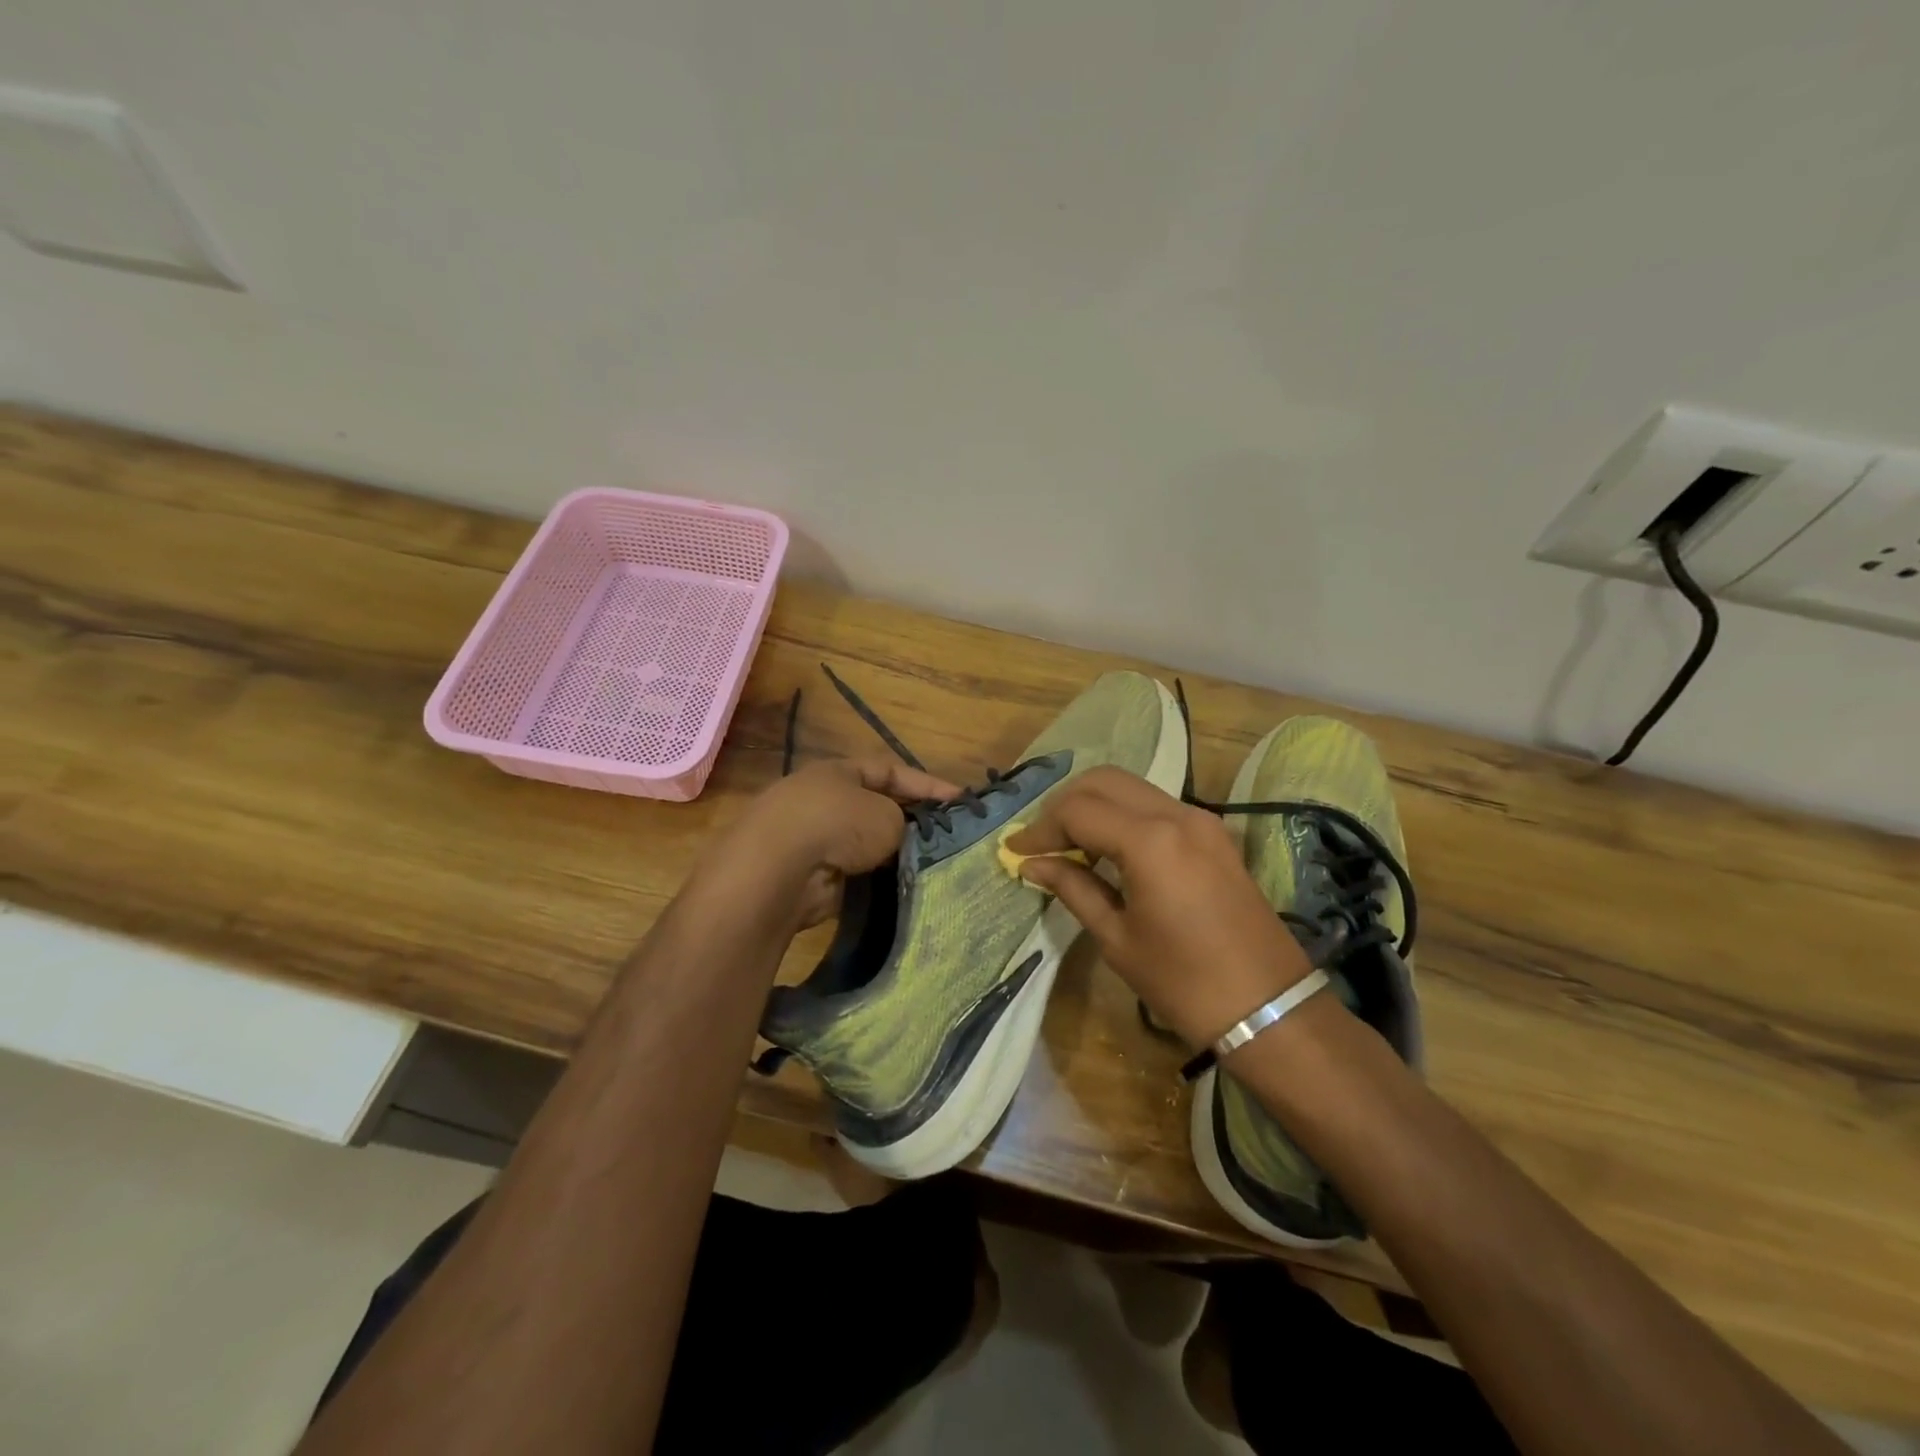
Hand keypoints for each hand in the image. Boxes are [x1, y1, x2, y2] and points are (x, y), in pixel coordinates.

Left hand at [701, 758, 961, 929]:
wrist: (779, 870)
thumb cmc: (837, 824)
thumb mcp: (885, 814)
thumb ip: (902, 821)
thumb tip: (900, 836)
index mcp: (839, 772)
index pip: (892, 770)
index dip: (929, 784)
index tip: (963, 800)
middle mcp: (824, 800)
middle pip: (877, 806)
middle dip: (910, 820)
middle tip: (948, 836)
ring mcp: (814, 838)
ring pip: (866, 843)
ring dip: (893, 853)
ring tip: (932, 865)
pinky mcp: (811, 875)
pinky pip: (854, 873)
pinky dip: (875, 879)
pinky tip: (901, 888)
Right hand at [1004, 767, 1314, 1048]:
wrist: (1270, 1008)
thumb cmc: (1184, 983)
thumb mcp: (1117, 938)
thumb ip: (1073, 888)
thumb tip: (1032, 864)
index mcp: (1149, 841)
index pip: (1077, 811)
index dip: (1041, 828)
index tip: (1016, 852)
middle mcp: (1176, 814)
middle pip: (1104, 781)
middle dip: (1065, 804)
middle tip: (1042, 841)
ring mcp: (1201, 819)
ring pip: (1131, 787)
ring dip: (1095, 805)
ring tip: (1070, 845)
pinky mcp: (1214, 833)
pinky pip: (1156, 804)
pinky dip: (1124, 814)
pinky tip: (1108, 848)